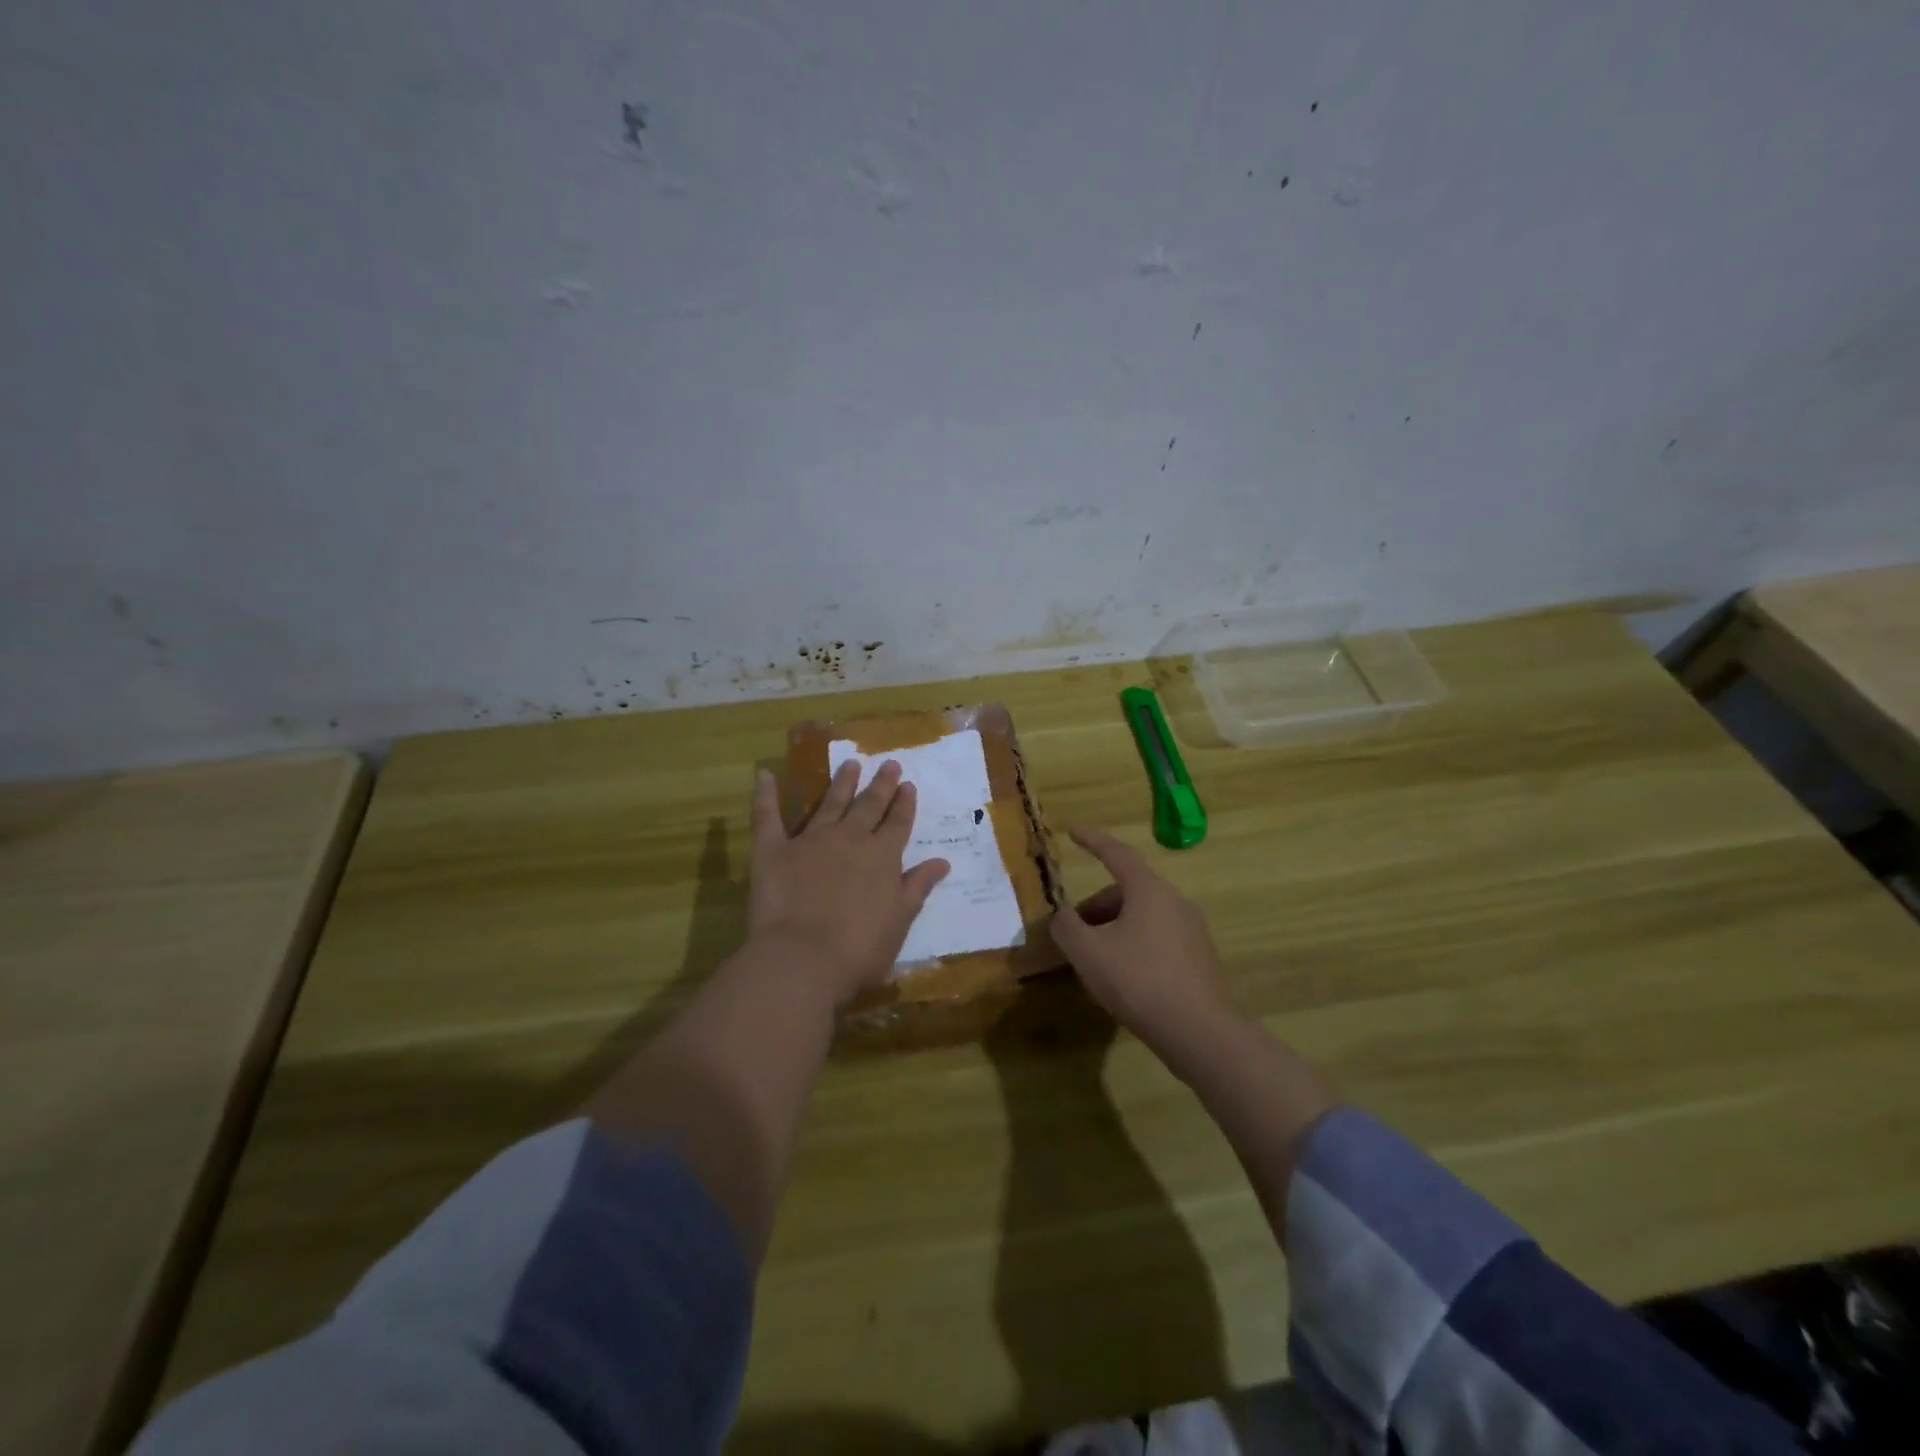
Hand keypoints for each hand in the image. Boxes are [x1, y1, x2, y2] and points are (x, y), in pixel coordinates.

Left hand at [746, 761, 949, 1006]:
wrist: (803, 958)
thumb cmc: (858, 951)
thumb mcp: (899, 922)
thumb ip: (917, 888)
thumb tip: (942, 862)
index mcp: (882, 857)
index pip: (898, 824)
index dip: (904, 805)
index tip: (908, 785)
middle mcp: (850, 840)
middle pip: (868, 806)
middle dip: (880, 785)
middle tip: (889, 763)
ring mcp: (811, 840)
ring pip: (830, 803)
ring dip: (841, 783)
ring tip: (850, 763)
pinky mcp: (774, 850)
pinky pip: (768, 817)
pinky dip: (765, 795)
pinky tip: (765, 775)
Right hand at [1050, 827, 1240, 1059]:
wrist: (1200, 1031)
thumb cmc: (1138, 981)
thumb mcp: (1088, 953)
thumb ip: (1066, 927)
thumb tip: (1062, 917)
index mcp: (1148, 890)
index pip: (1116, 853)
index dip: (1091, 841)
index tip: (1073, 831)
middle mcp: (1174, 900)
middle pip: (1127, 890)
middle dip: (1096, 907)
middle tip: (1074, 934)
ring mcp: (1192, 928)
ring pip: (1142, 915)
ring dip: (1114, 928)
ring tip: (1096, 961)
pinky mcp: (1199, 956)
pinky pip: (1158, 936)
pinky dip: (1134, 944)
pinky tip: (1124, 977)